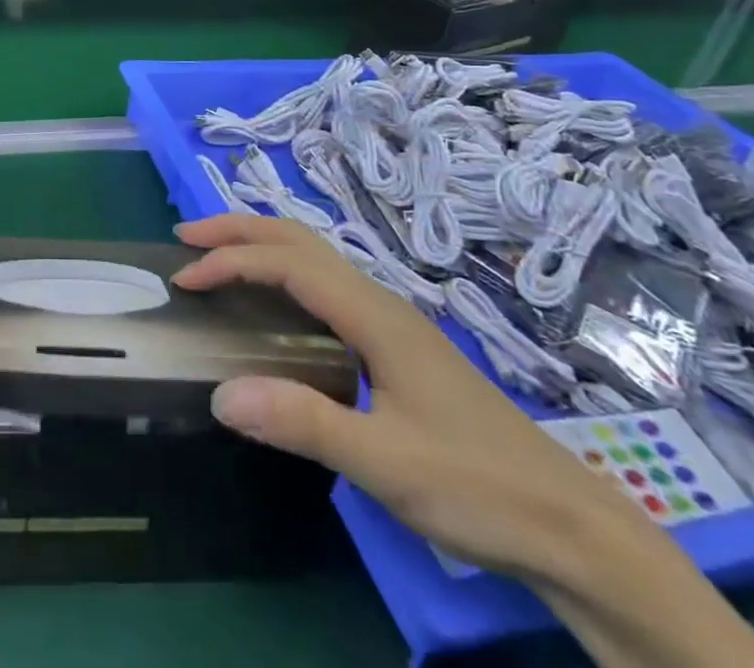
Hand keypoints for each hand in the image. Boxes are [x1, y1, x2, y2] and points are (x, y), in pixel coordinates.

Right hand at [172, 212, 632, 583]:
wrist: (569, 524)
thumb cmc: (477, 488)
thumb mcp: (386, 465)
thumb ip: (303, 424)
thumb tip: (220, 393)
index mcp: (375, 315)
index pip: (287, 263)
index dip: (231, 261)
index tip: (185, 278)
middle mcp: (380, 302)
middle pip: (300, 240)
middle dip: (239, 229)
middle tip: (186, 240)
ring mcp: (391, 321)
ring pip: (315, 258)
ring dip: (261, 247)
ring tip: (217, 259)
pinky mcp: (396, 344)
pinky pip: (326, 285)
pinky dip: (284, 274)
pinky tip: (274, 306)